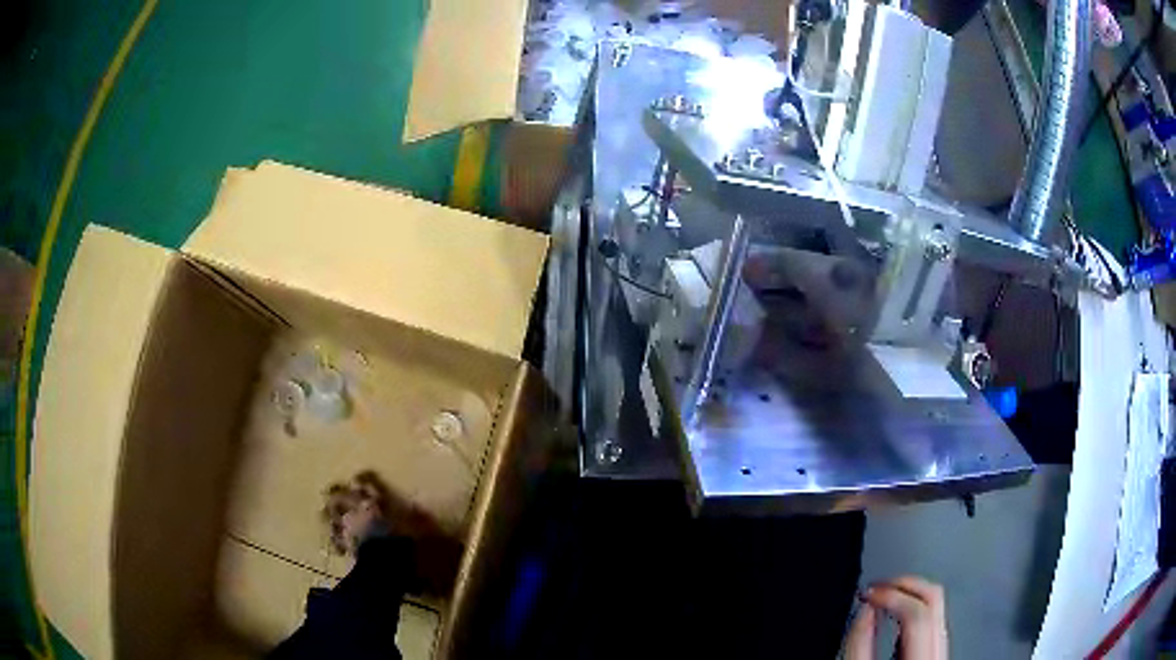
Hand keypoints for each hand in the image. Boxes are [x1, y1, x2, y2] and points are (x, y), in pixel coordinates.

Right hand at [844, 576, 947, 659]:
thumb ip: (860, 645)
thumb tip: (864, 608)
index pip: (916, 612)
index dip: (890, 595)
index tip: (866, 593)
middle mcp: (939, 652)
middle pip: (934, 599)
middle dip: (902, 585)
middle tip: (875, 587)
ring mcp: (942, 650)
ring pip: (937, 605)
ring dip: (908, 593)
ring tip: (882, 595)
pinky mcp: (937, 651)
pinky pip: (932, 617)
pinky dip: (912, 607)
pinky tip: (894, 611)